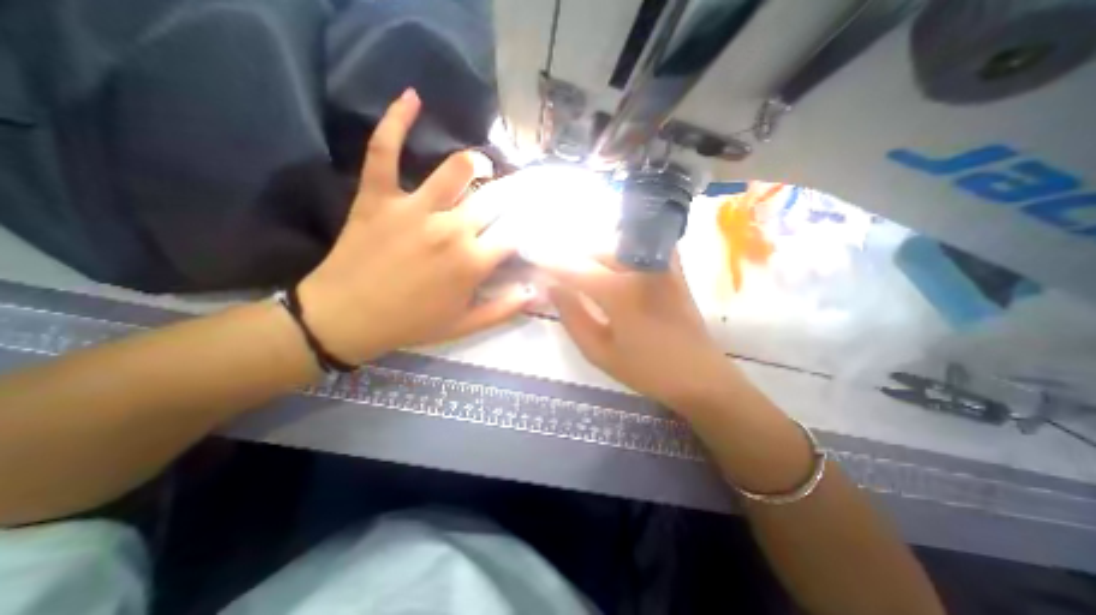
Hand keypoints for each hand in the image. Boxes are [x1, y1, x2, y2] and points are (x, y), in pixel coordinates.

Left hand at [297, 89, 531, 362]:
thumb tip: (536, 291)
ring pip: (456, 170)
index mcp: (472, 262)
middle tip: (516, 196)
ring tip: (482, 166)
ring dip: (476, 163)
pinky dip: (396, 121)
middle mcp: (451, 229)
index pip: (515, 233)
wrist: (346, 319)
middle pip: (496, 199)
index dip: (529, 226)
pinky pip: (385, 150)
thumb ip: (504, 308)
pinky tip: (412, 97)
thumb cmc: (411, 323)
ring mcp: (413, 208)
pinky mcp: (378, 196)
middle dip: (513, 195)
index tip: (533, 224)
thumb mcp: (464, 325)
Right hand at [554, 255, 739, 411]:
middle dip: (574, 263)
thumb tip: (552, 288)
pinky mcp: (673, 269)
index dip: (550, 265)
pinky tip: (619, 269)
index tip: (534, 265)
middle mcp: (639, 268)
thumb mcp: (599, 352)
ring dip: (596, 259)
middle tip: (561, 278)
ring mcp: (660, 265)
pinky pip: (642, 249)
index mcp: (618, 291)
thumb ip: (572, 316)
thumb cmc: (646, 370)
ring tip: (586, 278)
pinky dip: (625, 253)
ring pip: (616, 249)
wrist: (700, 376)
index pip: (574, 269)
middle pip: (595, 254)